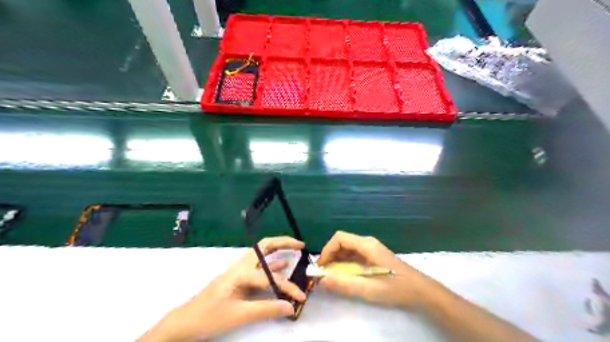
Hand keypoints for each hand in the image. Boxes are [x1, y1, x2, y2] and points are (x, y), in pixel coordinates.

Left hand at [140, 236, 306, 341]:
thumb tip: (290, 307)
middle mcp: (240, 266)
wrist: (185, 321)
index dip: (288, 288)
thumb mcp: (238, 315)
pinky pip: (258, 265)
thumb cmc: (209, 317)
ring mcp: (238, 270)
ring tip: (295, 250)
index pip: (270, 278)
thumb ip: (266, 309)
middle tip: (300, 245)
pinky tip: (281, 266)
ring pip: (262, 253)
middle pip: (265, 246)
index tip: (300, 298)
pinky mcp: (238, 277)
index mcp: (240, 272)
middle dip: (283, 243)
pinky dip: (272, 263)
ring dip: (278, 249)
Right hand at [317, 231, 435, 307]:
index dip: (327, 250)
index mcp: (367, 245)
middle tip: (323, 273)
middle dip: (329, 256)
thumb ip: (344, 285)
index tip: (321, 267)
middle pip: (341, 242)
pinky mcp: (372, 255)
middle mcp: (367, 243)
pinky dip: (344, 262)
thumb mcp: (369, 289)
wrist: (420, 290)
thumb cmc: (396, 288)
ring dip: (336, 259)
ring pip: (346, 248)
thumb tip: (321, 280)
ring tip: (330, 275)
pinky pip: (353, 254)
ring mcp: (370, 248)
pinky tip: (343, 275)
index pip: (339, 238)